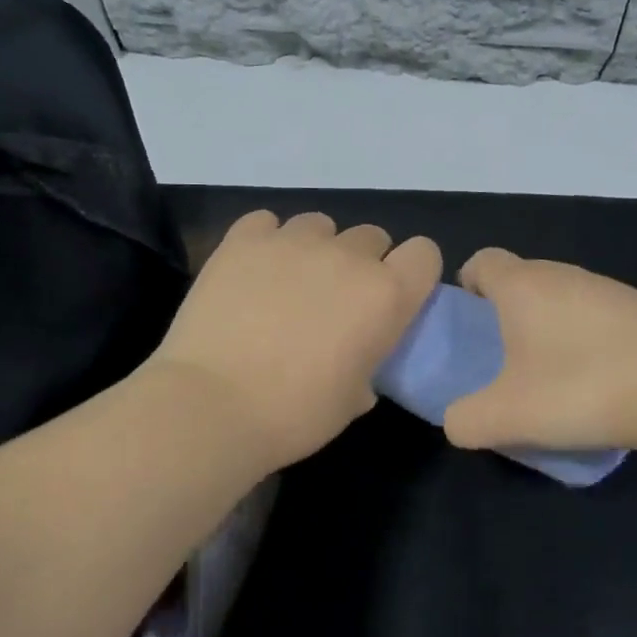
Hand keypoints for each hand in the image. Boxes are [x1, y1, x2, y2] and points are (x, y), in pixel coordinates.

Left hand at [146, 211, 442, 474]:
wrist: (212, 406)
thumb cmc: (295, 414)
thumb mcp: (354, 399)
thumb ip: (370, 362)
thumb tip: (359, 356)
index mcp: (386, 295)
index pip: (424, 253)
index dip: (412, 272)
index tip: (393, 298)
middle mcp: (347, 256)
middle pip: (372, 237)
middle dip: (362, 263)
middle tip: (335, 300)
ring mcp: (293, 241)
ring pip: (320, 224)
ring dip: (316, 248)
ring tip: (289, 282)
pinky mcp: (244, 239)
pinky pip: (267, 222)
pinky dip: (266, 241)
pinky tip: (253, 271)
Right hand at [442, 248, 636, 458]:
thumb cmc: (582, 388)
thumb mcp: (506, 416)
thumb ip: (464, 420)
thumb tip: (458, 420)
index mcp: (522, 285)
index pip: (480, 261)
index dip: (465, 288)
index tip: (468, 329)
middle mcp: (564, 274)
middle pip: (521, 281)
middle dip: (505, 317)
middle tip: (504, 364)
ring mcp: (609, 288)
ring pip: (561, 300)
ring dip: (548, 331)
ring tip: (552, 381)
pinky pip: (597, 318)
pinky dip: (586, 342)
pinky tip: (599, 384)